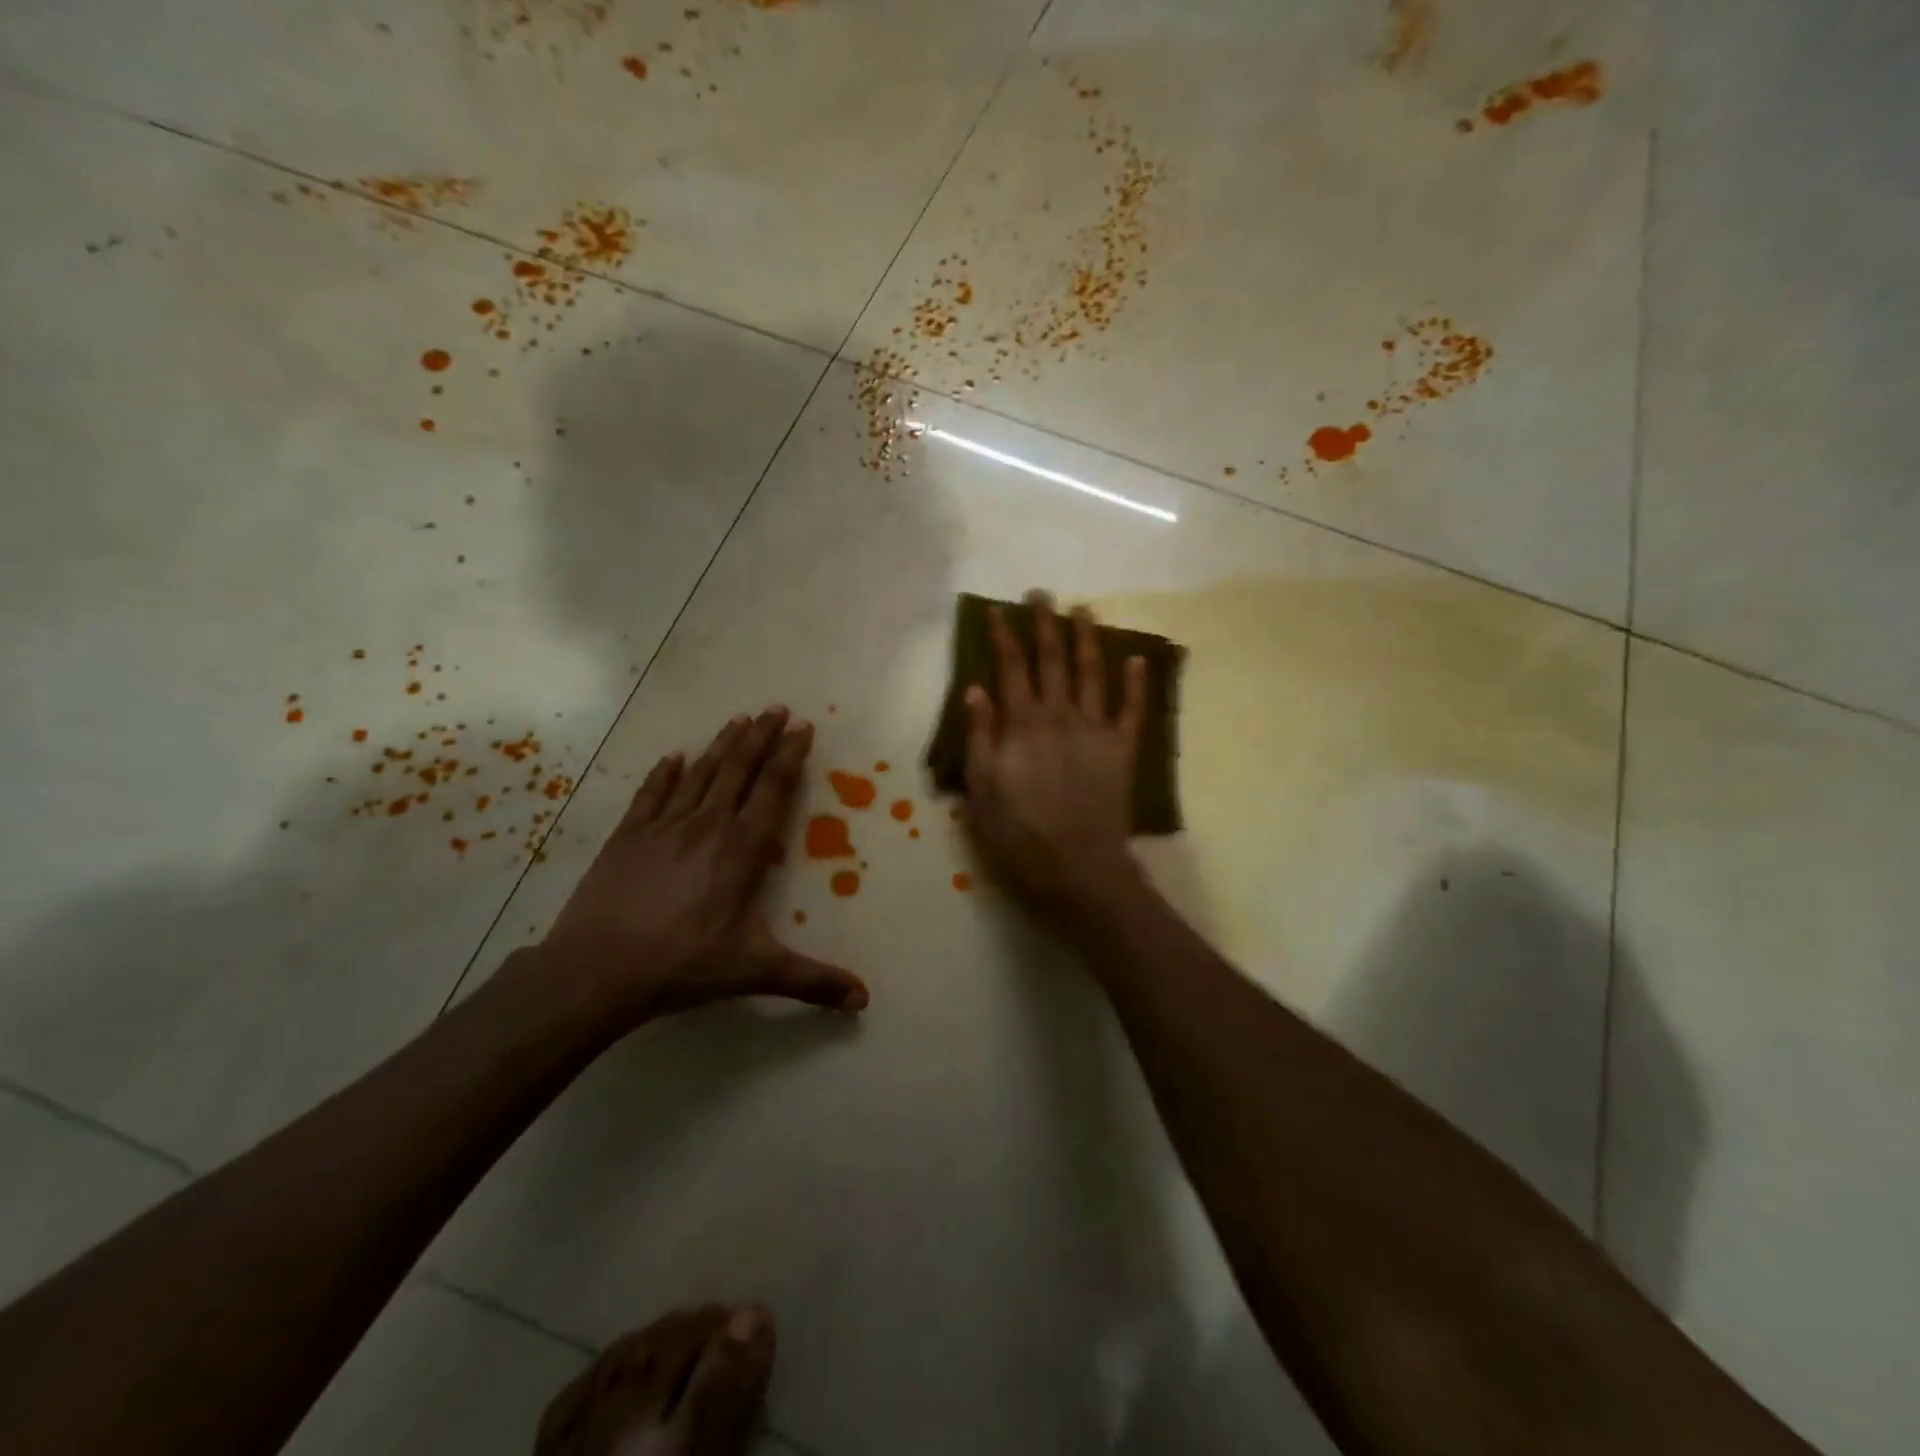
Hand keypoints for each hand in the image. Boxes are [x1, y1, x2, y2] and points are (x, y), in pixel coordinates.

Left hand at [539, 707, 868, 1030]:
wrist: (597, 971)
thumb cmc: (682, 966)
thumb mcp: (754, 972)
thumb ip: (811, 980)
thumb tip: (864, 999)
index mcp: (741, 850)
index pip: (772, 791)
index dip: (789, 757)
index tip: (801, 728)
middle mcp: (707, 826)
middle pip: (739, 770)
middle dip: (761, 737)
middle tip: (776, 708)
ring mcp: (664, 827)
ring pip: (700, 774)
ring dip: (722, 745)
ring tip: (739, 719)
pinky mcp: (628, 836)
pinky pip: (652, 794)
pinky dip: (665, 773)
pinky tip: (674, 757)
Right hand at [964, 591, 1146, 913]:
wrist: (1077, 867)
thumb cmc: (1019, 833)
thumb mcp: (982, 789)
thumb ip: (980, 736)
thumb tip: (977, 689)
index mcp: (1023, 724)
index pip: (1011, 668)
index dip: (1004, 636)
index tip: (997, 611)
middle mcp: (1060, 715)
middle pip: (1052, 660)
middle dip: (1045, 624)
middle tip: (1042, 595)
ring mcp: (1096, 729)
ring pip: (1092, 673)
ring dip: (1087, 639)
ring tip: (1083, 610)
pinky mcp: (1122, 749)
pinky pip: (1131, 709)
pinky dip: (1135, 683)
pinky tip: (1136, 658)